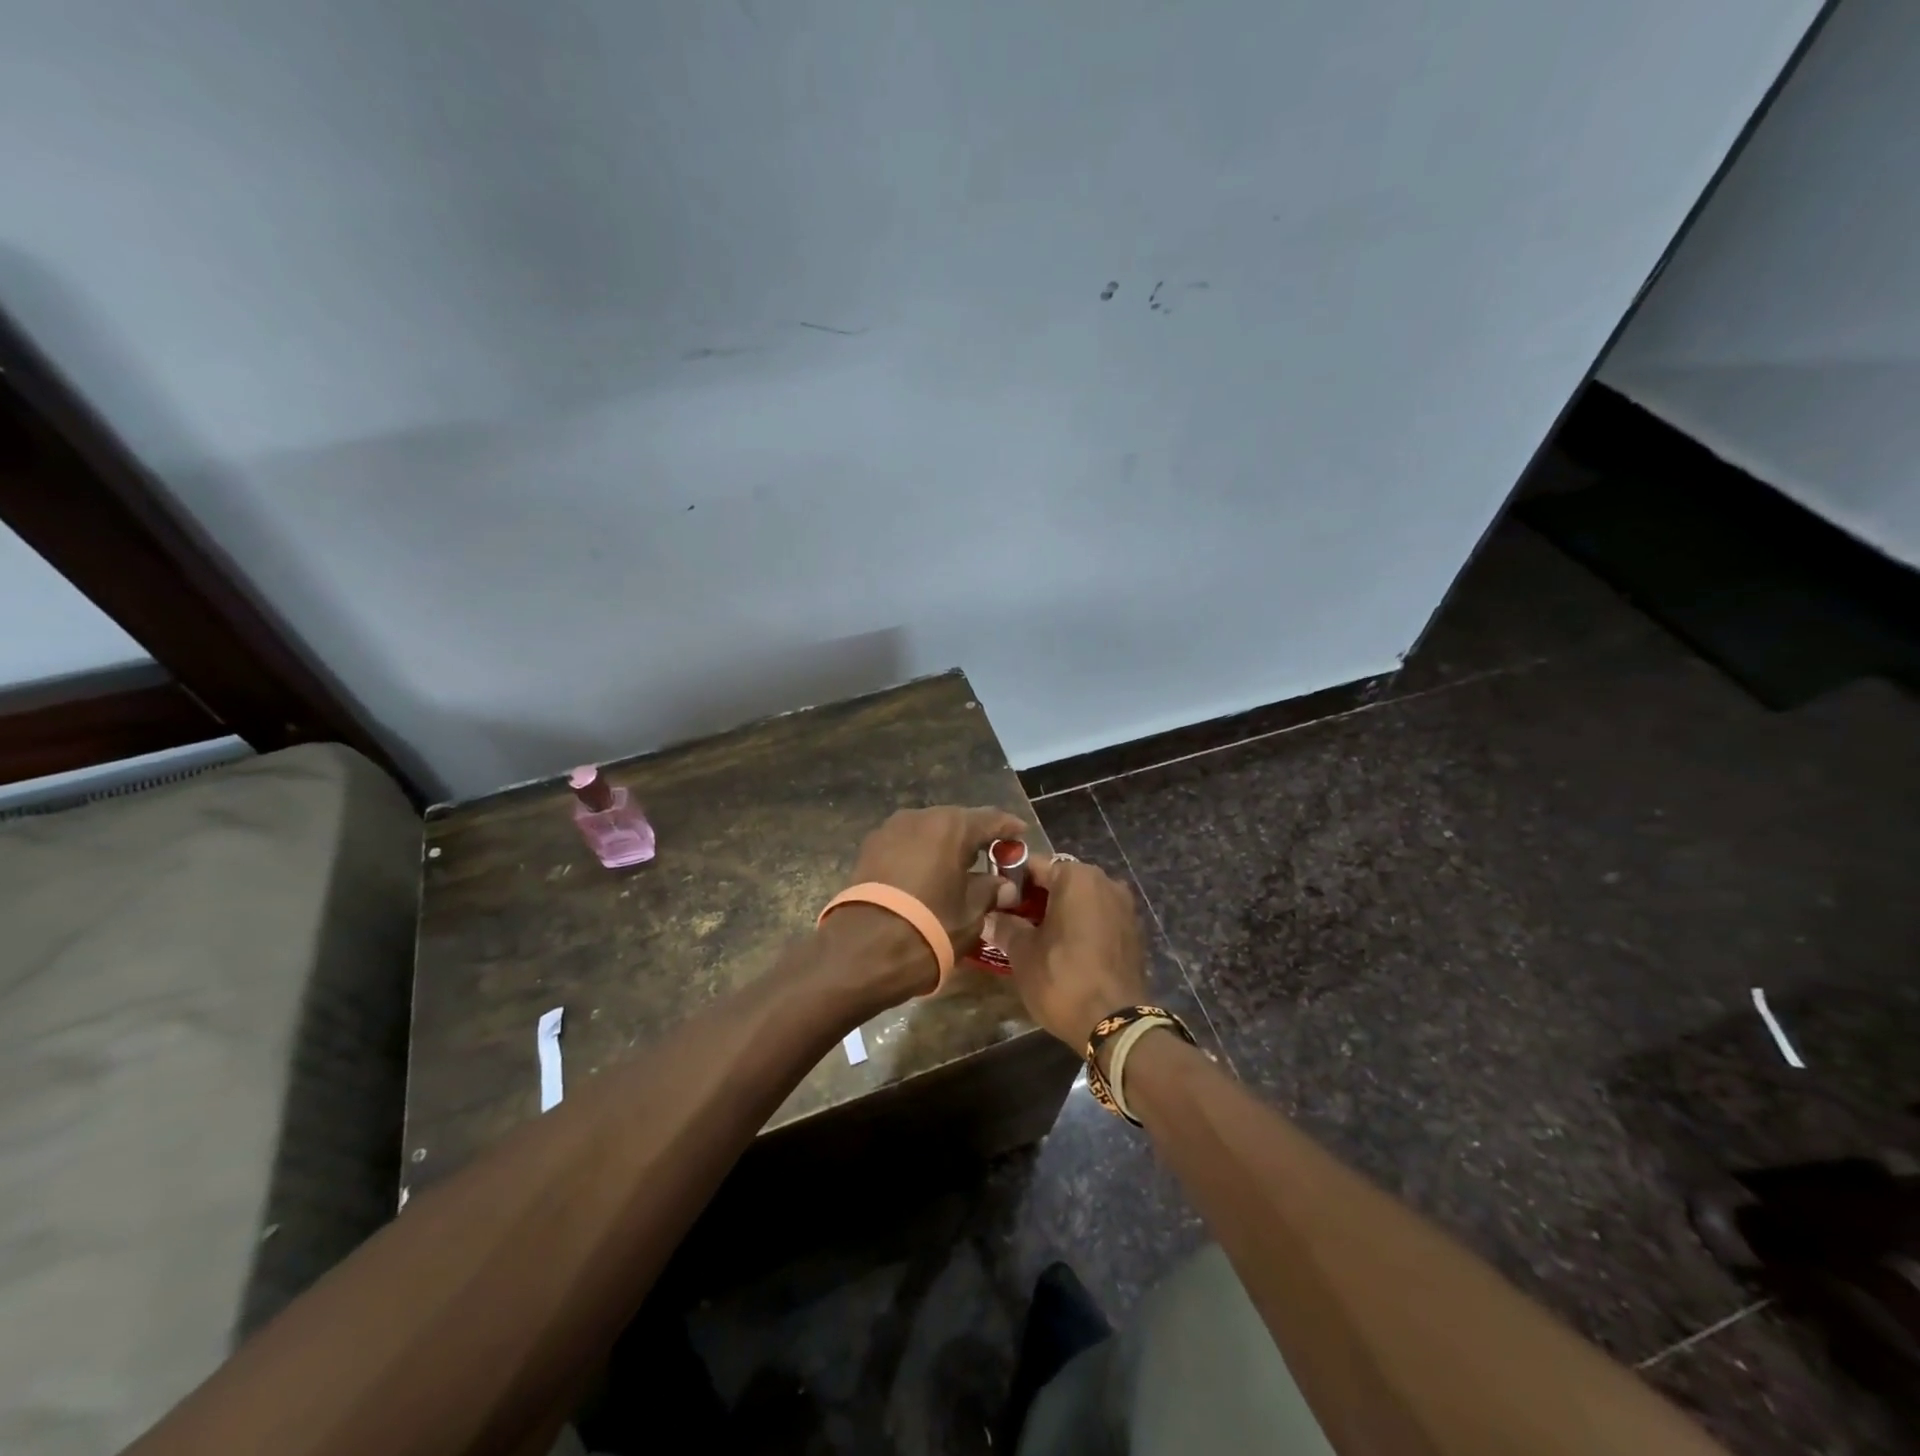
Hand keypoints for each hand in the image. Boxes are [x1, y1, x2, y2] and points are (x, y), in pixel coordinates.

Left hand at [824, 806, 1025, 998]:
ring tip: (960, 868)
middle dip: (975, 838)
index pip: (990, 819)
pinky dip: (922, 855)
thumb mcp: (971, 914)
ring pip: (928, 832)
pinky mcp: (868, 849)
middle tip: (993, 856)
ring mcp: (889, 831)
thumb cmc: (928, 928)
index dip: (1008, 828)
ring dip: (946, 846)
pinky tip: (930, 875)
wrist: (861, 951)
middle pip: (956, 822)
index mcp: (950, 826)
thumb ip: (990, 892)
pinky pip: (906, 845)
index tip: (1021, 834)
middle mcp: (919, 818)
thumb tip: (1004, 885)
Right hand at [985, 855, 1149, 1048]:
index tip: (994, 901)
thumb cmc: (1062, 978)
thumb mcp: (1023, 953)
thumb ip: (1005, 927)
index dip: (1010, 881)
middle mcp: (1105, 881)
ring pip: (1081, 900)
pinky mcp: (1133, 932)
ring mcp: (1124, 907)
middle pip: (1060, 880)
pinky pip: (1098, 918)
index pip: (1034, 865)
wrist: (1116, 1023)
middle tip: (1010, 921)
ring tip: (1034, 937)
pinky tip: (1062, 950)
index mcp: (1077, 877)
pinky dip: (1080, 926)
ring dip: (1058, 912)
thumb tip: (988, 917)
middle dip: (1035, 898)